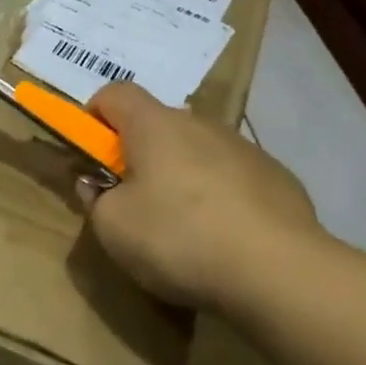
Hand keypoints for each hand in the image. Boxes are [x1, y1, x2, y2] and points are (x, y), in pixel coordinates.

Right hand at [78, 82, 331, 313]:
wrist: (278, 271)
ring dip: (179, 176)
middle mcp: (202, 125)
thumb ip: (96, 199)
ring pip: (197, 152)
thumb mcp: (112, 226)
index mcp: (155, 126)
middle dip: (137, 154)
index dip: (93, 115)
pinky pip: (232, 178)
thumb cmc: (177, 238)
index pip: (115, 93)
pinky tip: (219, 239)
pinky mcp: (277, 179)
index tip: (88, 152)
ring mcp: (246, 149)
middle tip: (128, 200)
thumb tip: (98, 185)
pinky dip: (217, 198)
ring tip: (178, 228)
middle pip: (158, 125)